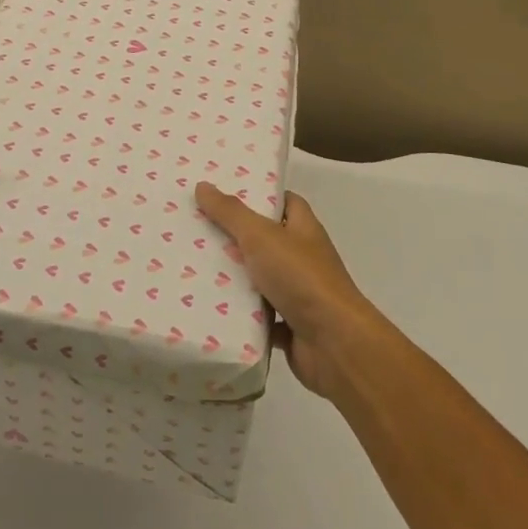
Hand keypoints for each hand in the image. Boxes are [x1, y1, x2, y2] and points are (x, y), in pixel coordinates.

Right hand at [194, 183, 381, 400]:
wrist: (334, 343)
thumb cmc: (301, 278)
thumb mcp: (261, 236)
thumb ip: (231, 213)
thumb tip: (203, 185)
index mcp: (303, 229)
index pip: (285, 202)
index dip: (259, 195)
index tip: (226, 192)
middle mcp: (303, 258)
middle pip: (266, 240)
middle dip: (235, 236)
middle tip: (197, 228)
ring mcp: (298, 293)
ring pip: (260, 279)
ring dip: (234, 277)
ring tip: (193, 265)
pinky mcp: (290, 326)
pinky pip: (259, 315)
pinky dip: (240, 314)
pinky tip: (211, 308)